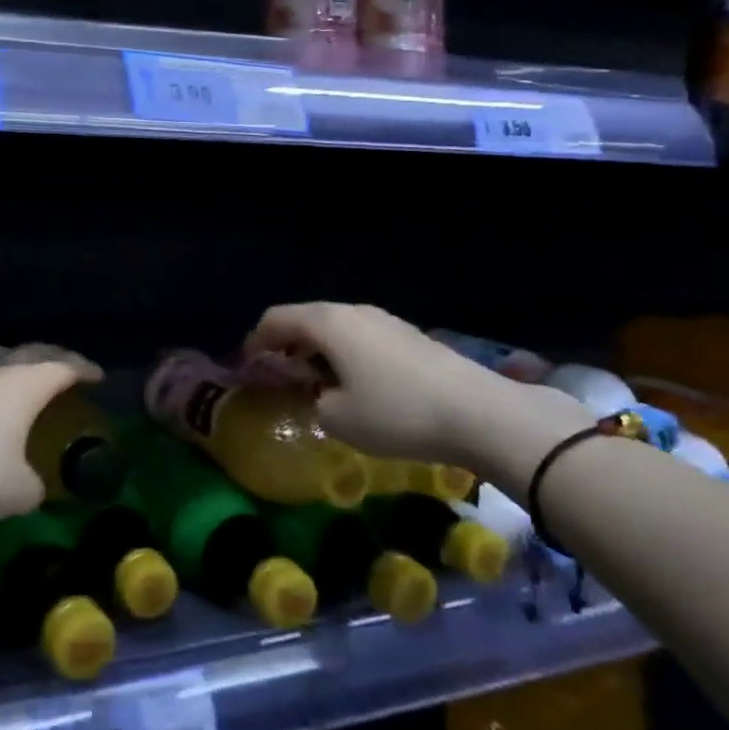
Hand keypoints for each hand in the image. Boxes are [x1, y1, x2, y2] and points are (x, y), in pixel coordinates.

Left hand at [0, 357, 101, 524]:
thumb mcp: (18, 492)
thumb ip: (34, 487)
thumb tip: (32, 486)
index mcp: (23, 386)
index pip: (61, 366)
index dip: (83, 368)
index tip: (98, 376)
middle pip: (27, 353)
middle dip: (50, 357)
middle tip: (65, 368)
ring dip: (7, 364)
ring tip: (14, 377)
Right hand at [245, 302, 589, 472]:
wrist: (480, 413)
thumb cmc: (396, 413)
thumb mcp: (337, 418)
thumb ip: (312, 399)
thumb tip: (319, 391)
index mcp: (327, 323)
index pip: (275, 319)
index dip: (255, 341)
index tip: (248, 367)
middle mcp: (353, 312)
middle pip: (305, 318)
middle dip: (286, 344)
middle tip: (278, 375)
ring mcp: (385, 321)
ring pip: (335, 327)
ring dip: (317, 349)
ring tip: (315, 381)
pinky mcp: (410, 336)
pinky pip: (361, 337)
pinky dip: (344, 353)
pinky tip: (354, 383)